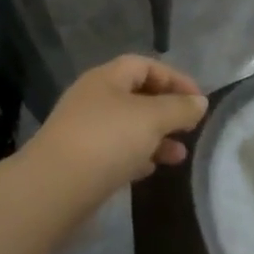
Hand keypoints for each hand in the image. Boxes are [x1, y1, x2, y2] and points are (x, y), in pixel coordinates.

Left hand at [27, 56, 208, 199]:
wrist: (54, 188)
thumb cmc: (107, 141)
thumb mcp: (151, 118)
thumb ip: (179, 108)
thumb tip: (199, 102)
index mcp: (106, 79)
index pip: (144, 66)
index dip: (174, 78)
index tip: (198, 100)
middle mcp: (92, 100)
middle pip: (136, 96)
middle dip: (167, 111)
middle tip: (190, 129)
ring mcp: (84, 131)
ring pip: (128, 127)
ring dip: (156, 138)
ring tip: (179, 156)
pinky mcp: (81, 161)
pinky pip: (115, 152)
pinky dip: (137, 157)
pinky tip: (151, 170)